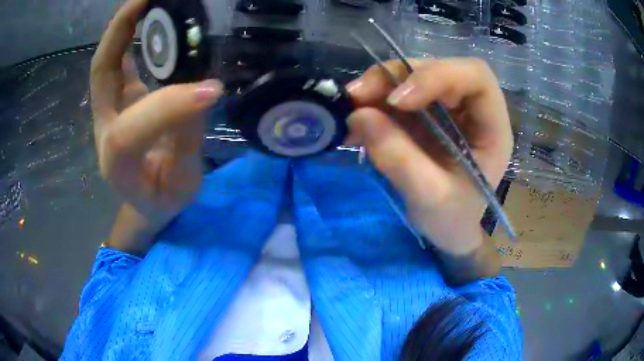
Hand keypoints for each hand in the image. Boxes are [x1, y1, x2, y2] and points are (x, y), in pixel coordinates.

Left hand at [91, 0, 222, 226]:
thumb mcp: (181, 185)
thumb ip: (187, 143)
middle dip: (119, 32)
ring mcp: (109, 110)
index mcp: (117, 164)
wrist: (146, 199)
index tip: (212, 92)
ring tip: (147, 1)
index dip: (167, 108)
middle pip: (100, 74)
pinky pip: (118, 62)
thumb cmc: (163, 197)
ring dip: (122, 26)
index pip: (128, 132)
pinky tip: (148, 17)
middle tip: (145, 0)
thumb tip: (204, 93)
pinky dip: (129, 36)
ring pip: (105, 62)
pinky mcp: (119, 99)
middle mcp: (104, 129)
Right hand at [346, 58, 512, 255]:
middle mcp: (471, 108)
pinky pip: (396, 93)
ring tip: (351, 106)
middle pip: (439, 68)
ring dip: (378, 86)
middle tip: (358, 95)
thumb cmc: (452, 219)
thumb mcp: (430, 198)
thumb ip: (399, 159)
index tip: (398, 100)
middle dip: (397, 76)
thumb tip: (359, 115)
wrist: (448, 229)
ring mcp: (446, 107)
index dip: (437, 76)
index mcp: (492, 126)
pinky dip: (373, 101)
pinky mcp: (424, 113)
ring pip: (413, 76)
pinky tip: (355, 120)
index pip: (476, 77)